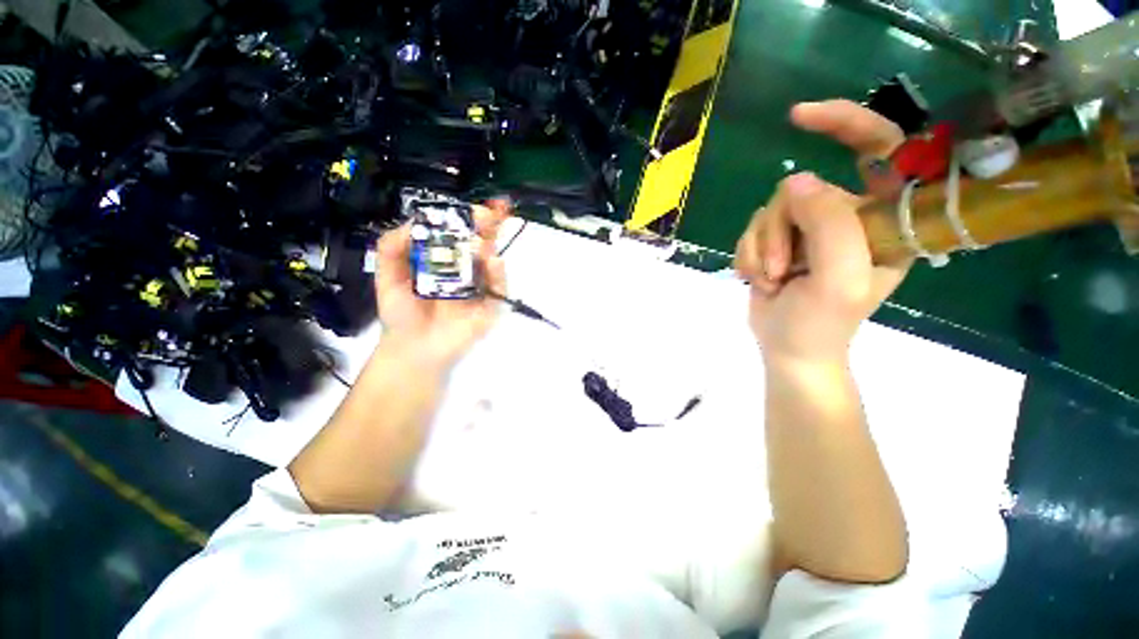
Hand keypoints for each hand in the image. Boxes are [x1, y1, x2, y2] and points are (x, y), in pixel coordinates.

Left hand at [374, 200, 510, 369]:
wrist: (413, 349)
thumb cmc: (401, 313)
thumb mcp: (387, 275)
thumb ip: (393, 246)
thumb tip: (415, 222)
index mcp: (443, 260)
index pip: (458, 233)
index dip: (467, 217)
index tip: (473, 205)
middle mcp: (465, 270)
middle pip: (481, 242)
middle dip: (490, 224)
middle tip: (494, 210)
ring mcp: (480, 288)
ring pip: (492, 262)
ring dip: (491, 246)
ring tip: (484, 236)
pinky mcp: (490, 307)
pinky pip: (499, 289)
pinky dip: (499, 275)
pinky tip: (493, 261)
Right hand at [735, 100, 912, 364]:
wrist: (788, 348)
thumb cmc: (823, 323)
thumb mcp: (838, 278)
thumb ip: (829, 224)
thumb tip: (796, 180)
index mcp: (884, 218)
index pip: (881, 147)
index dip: (846, 123)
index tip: (799, 119)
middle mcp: (848, 215)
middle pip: (802, 188)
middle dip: (782, 229)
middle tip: (786, 268)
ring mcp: (809, 228)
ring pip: (770, 211)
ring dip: (763, 249)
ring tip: (774, 280)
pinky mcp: (778, 240)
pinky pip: (752, 229)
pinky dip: (750, 255)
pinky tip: (760, 278)